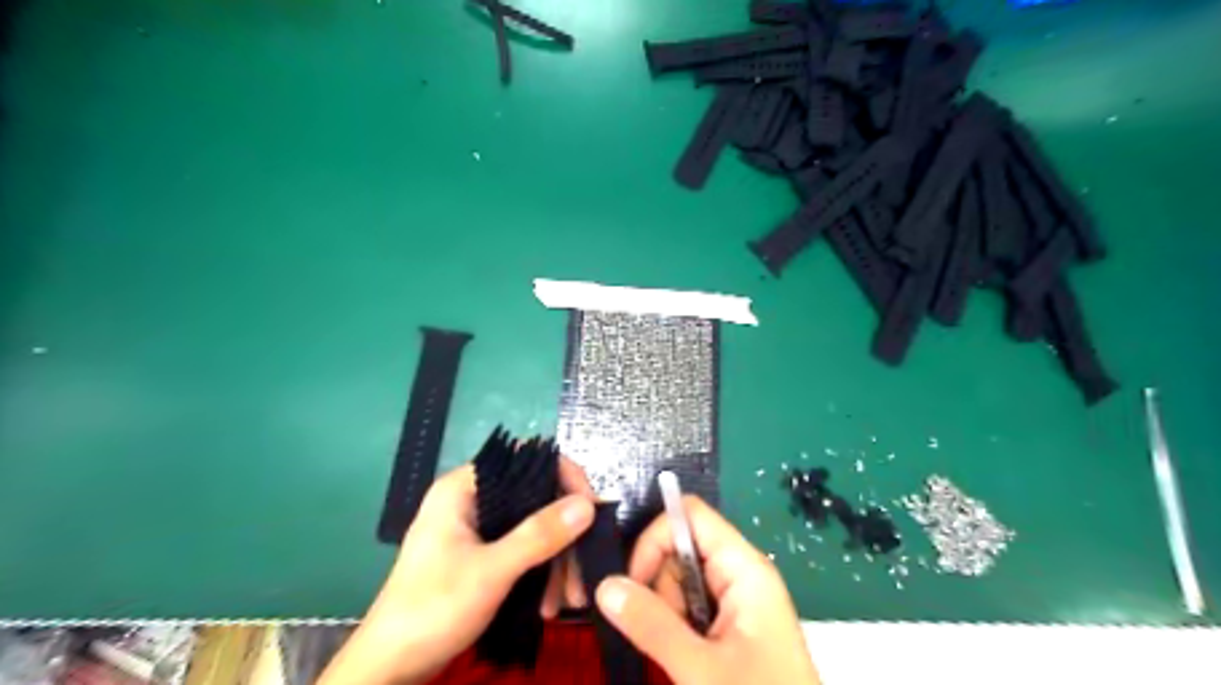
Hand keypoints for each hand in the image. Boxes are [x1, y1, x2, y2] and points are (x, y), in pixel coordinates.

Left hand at [320, 454, 596, 684]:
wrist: (390, 668)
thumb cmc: (432, 609)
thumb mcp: (491, 571)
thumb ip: (538, 535)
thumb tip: (587, 503)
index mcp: (464, 487)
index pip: (525, 460)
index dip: (563, 478)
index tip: (590, 510)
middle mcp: (472, 499)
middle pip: (534, 498)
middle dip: (564, 535)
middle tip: (584, 569)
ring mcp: (476, 528)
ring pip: (532, 527)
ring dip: (556, 561)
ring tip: (569, 601)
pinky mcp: (480, 555)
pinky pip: (522, 550)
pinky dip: (541, 572)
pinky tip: (550, 603)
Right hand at [595, 495, 818, 684]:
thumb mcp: (702, 669)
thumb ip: (652, 625)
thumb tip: (605, 586)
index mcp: (744, 567)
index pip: (690, 516)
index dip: (655, 538)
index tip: (631, 584)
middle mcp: (740, 573)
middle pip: (680, 546)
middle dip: (656, 582)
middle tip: (656, 629)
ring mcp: (735, 600)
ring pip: (679, 579)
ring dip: (663, 609)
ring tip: (678, 653)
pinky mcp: (730, 624)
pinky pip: (688, 606)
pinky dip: (674, 624)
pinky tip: (681, 655)